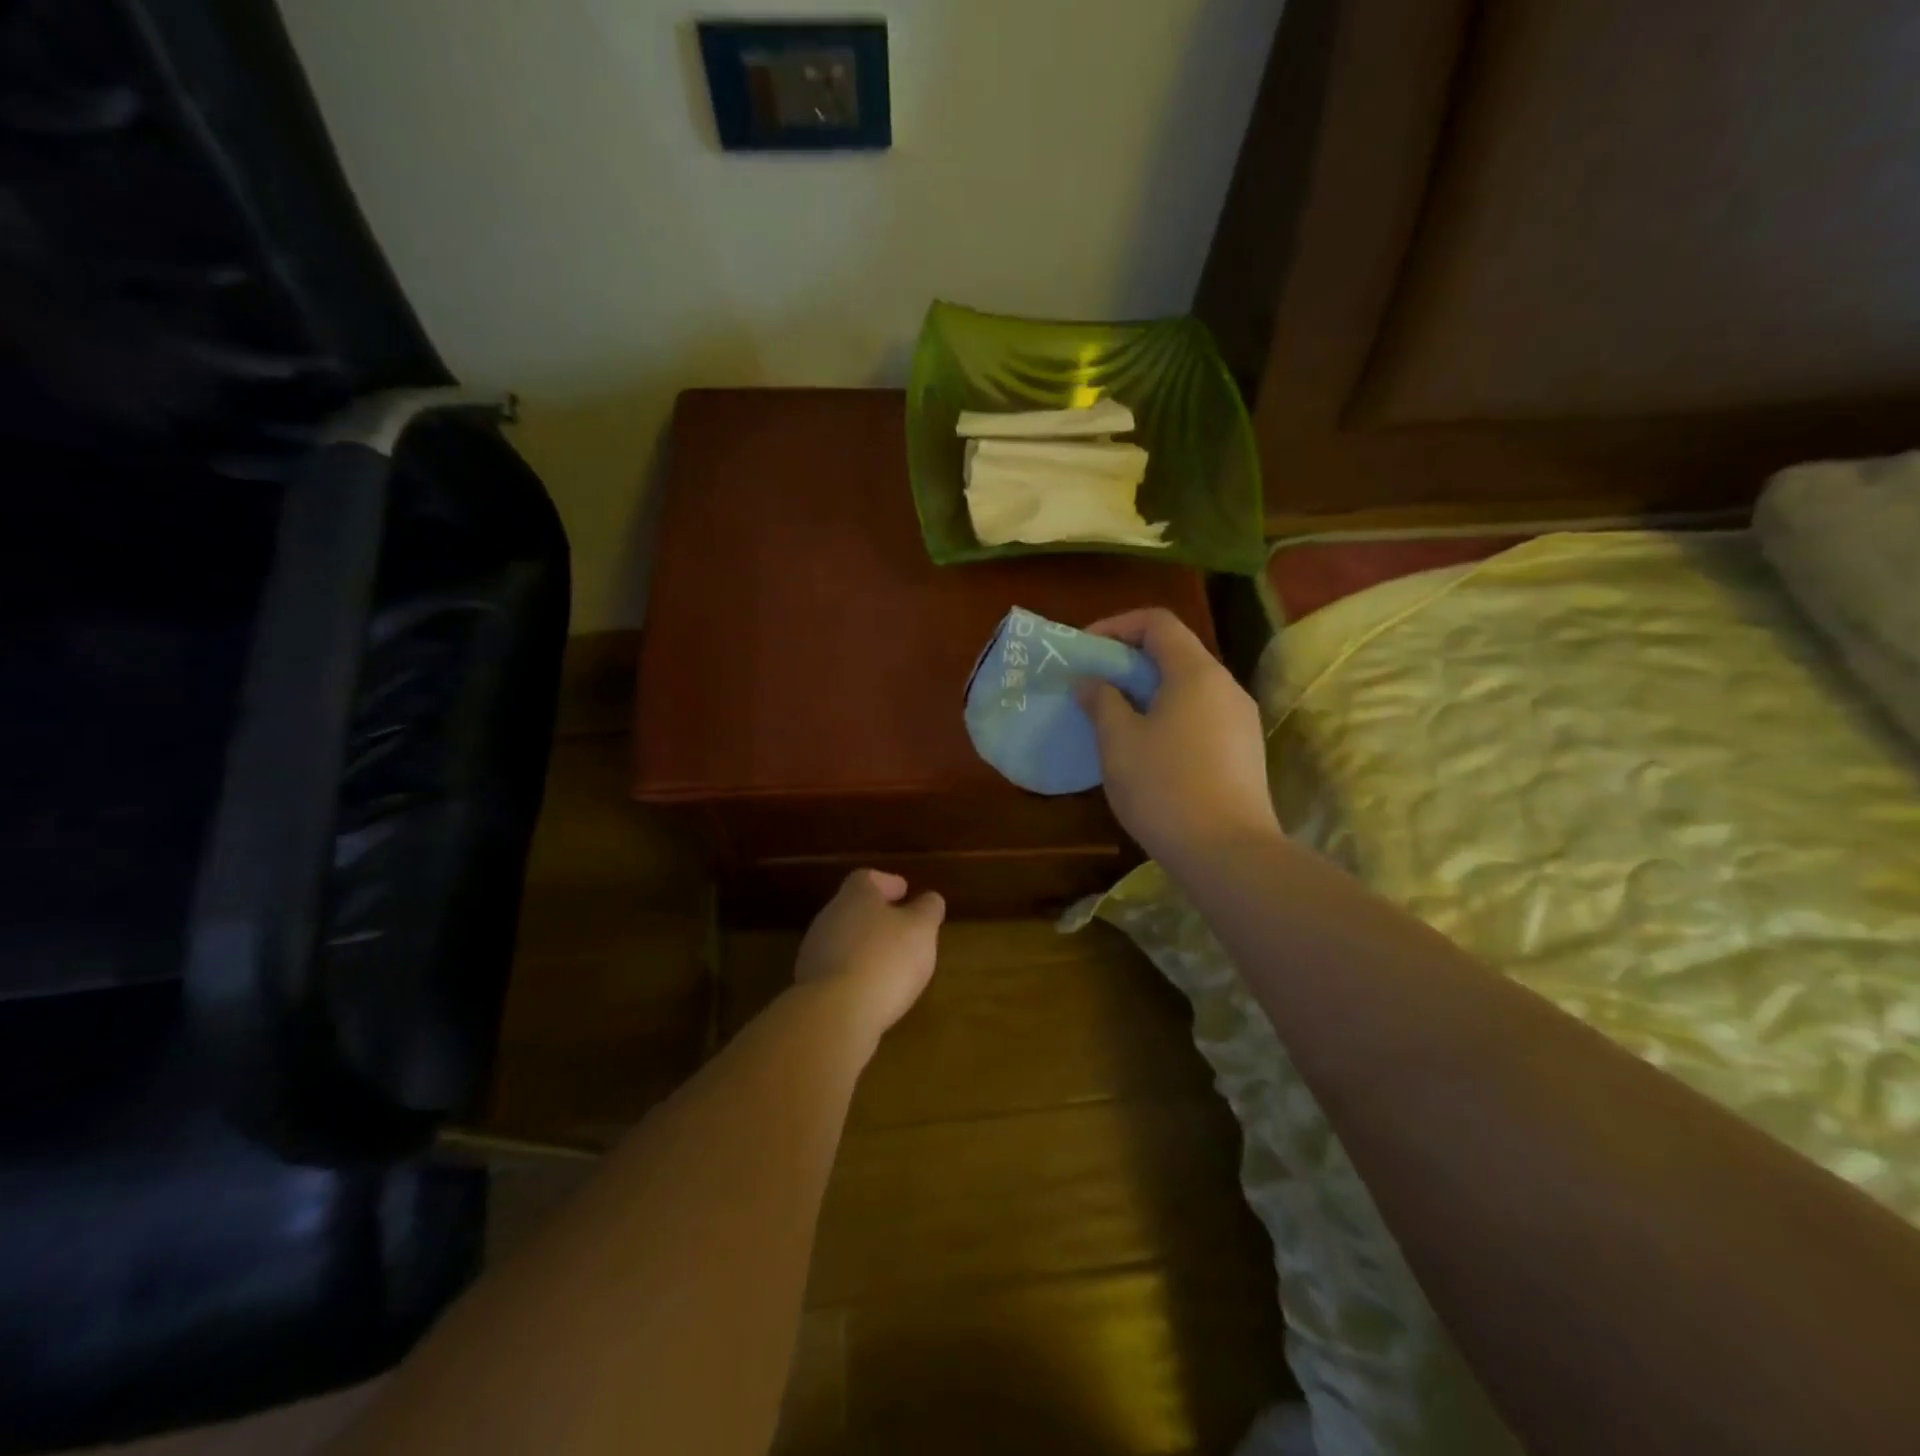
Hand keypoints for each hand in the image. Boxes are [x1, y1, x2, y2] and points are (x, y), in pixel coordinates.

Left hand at [795, 870, 944, 1049]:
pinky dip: (855, 973)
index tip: (904, 891)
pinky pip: (837, 970)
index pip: (867, 878)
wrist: (834, 1014)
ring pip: (844, 940)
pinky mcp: (809, 985)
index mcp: (855, 896)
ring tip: (891, 963)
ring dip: (865, 947)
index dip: (887, 882)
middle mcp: (829, 917)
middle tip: (902, 929)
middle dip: (877, 917)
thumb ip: (927, 910)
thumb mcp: (921, 930)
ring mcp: (814, 952)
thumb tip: (929, 899)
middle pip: (853, 908)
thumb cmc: (885, 959)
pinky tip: (873, 989)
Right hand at [1077, 607, 1280, 866]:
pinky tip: (1147, 749)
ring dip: (1148, 691)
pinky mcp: (1244, 751)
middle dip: (1129, 660)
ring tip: (1115, 717)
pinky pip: (1201, 715)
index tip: (1085, 650)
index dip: (1116, 626)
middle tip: (1094, 684)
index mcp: (1196, 672)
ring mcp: (1241, 720)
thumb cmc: (1164, 787)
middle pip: (1175, 652)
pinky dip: (1169, 715)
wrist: (1228, 853)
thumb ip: (1102, 701)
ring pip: (1189, 687)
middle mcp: (1226, 686)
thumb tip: (1090, 681)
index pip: (1157, 622)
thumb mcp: (1119, 741)